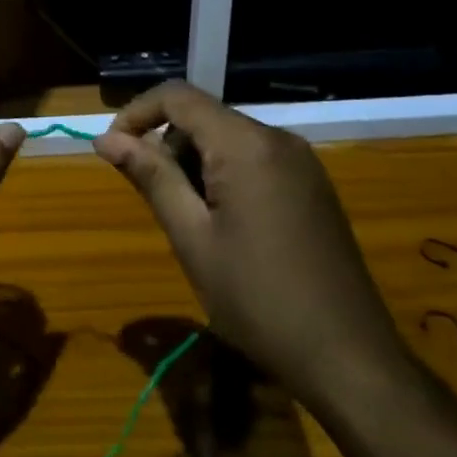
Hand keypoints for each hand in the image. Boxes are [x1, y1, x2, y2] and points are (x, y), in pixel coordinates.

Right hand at [94, 81, 404, 407]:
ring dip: (193, 162)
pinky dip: (223, 174)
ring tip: (187, 219)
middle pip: (203, 116)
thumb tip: (106, 139)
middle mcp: (278, 139)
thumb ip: (150, 177)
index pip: (177, 96)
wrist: (350, 360)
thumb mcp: (192, 238)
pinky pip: (254, 158)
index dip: (135, 113)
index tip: (110, 150)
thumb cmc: (257, 300)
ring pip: (227, 138)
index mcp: (246, 145)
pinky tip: (222, 224)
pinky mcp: (313, 186)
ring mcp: (302, 162)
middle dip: (165, 144)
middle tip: (151, 198)